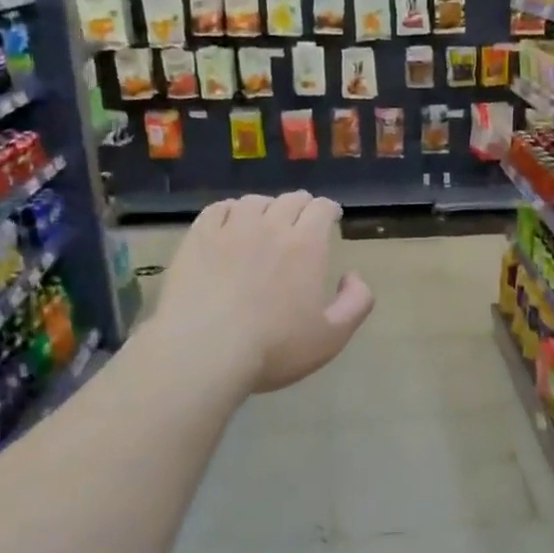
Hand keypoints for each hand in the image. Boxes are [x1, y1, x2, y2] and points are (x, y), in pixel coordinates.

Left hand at [157, 192, 373, 392]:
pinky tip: (230, 223)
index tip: (331, 218)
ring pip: (254, 202)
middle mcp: (270, 226)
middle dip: (302, 206)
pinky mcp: (197, 238)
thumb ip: (356, 303)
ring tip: (265, 221)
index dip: (329, 210)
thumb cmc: (274, 348)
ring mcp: (230, 229)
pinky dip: (230, 211)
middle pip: (290, 200)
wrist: (203, 352)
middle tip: (302, 221)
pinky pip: (217, 210)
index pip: (322, 208)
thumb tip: (354, 276)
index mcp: (306, 245)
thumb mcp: (332, 336)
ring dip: (267, 207)